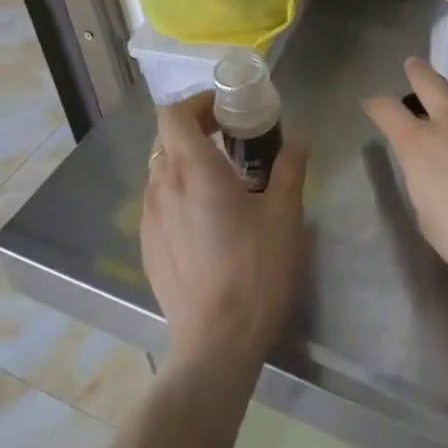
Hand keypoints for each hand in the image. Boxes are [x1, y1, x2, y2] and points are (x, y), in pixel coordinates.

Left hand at [141, 93, 308, 373]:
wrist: (216, 344)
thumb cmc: (255, 271)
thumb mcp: (285, 215)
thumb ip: (291, 167)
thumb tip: (300, 137)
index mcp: (193, 170)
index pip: (174, 113)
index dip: (197, 102)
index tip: (226, 109)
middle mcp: (162, 187)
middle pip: (167, 139)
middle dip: (197, 129)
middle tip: (232, 139)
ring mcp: (149, 219)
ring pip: (161, 171)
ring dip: (187, 162)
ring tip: (222, 180)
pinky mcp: (147, 247)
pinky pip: (159, 203)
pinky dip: (179, 193)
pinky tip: (206, 220)